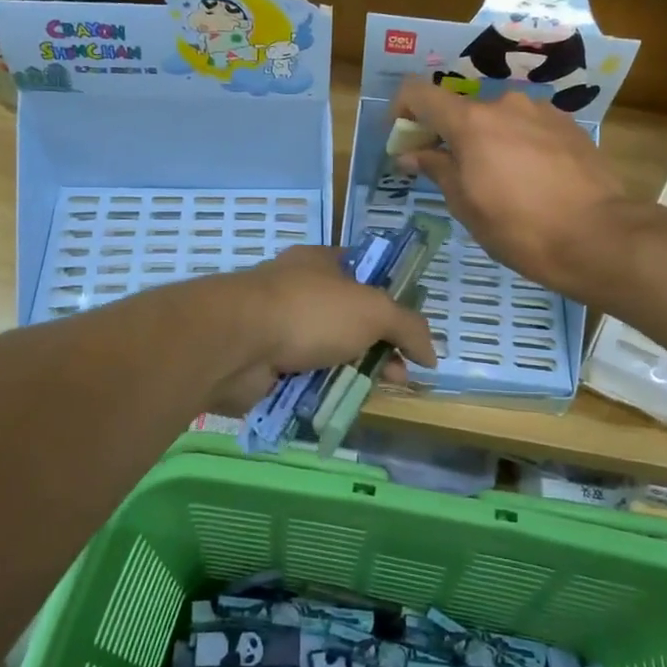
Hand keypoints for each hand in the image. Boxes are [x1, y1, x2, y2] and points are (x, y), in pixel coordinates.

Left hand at [207, 246, 436, 414]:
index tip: (412, 331)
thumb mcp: (373, 310)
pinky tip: (341, 402)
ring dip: (353, 372)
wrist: (236, 344)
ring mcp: (281, 327)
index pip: (367, 274)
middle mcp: (301, 290)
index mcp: (323, 263)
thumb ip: (408, 327)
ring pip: (330, 351)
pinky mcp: (266, 363)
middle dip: (379, 346)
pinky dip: (324, 389)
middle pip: (352, 319)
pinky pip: (306, 377)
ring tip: (374, 392)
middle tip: (399, 374)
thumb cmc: (309, 312)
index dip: (394, 299)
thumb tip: (431, 354)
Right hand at [394, 77, 632, 294]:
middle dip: (448, 136)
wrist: (599, 236)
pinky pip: (528, 127)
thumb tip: (412, 153)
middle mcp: (504, 104)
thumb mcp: (467, 206)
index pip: (418, 93)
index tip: (403, 139)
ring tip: (498, 181)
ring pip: (498, 119)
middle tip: (451, 173)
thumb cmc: (520, 228)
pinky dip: (517, 144)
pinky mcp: (569, 125)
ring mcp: (541, 111)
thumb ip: (437, 170)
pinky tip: (530, 179)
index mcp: (471, 122)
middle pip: (461, 110)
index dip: (402, 110)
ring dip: (487, 141)